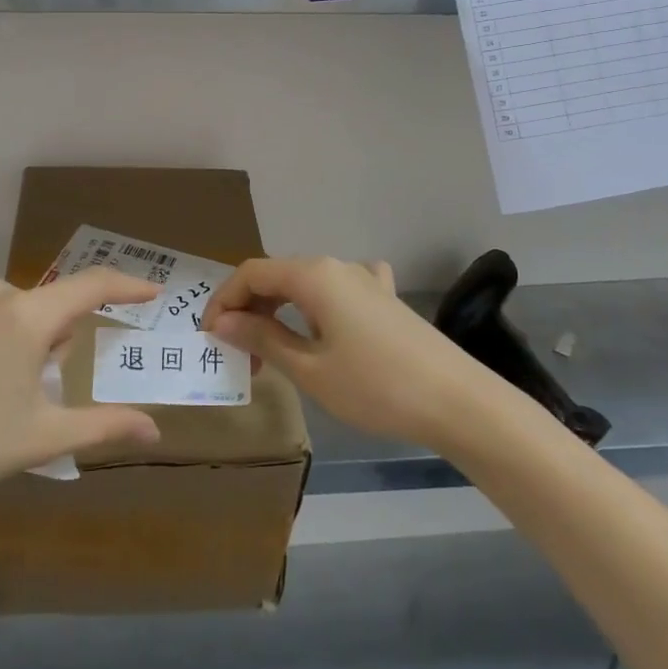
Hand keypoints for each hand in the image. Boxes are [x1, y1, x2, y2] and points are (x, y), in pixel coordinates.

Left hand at [0, 270, 162, 518]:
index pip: (90, 287)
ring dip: (16, 334)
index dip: (125, 287)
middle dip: (53, 337)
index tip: (150, 291)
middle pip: (45, 305)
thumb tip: (155, 429)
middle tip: (35, 387)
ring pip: (8, 307)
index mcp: (26, 316)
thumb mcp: (44, 436)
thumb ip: (105, 425)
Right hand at [203, 257, 483, 446]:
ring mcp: (365, 279)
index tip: (208, 337)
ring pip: (306, 285)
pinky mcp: (386, 298)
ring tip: (272, 351)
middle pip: (277, 276)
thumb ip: (262, 339)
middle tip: (239, 355)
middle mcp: (336, 266)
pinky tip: (326, 322)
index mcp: (312, 275)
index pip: (251, 273)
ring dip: (280, 312)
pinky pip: (339, 290)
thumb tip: (221, 322)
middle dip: (249, 310)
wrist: (459, 402)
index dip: (223, 300)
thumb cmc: (376, 386)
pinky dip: (317, 306)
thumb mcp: (310, 369)